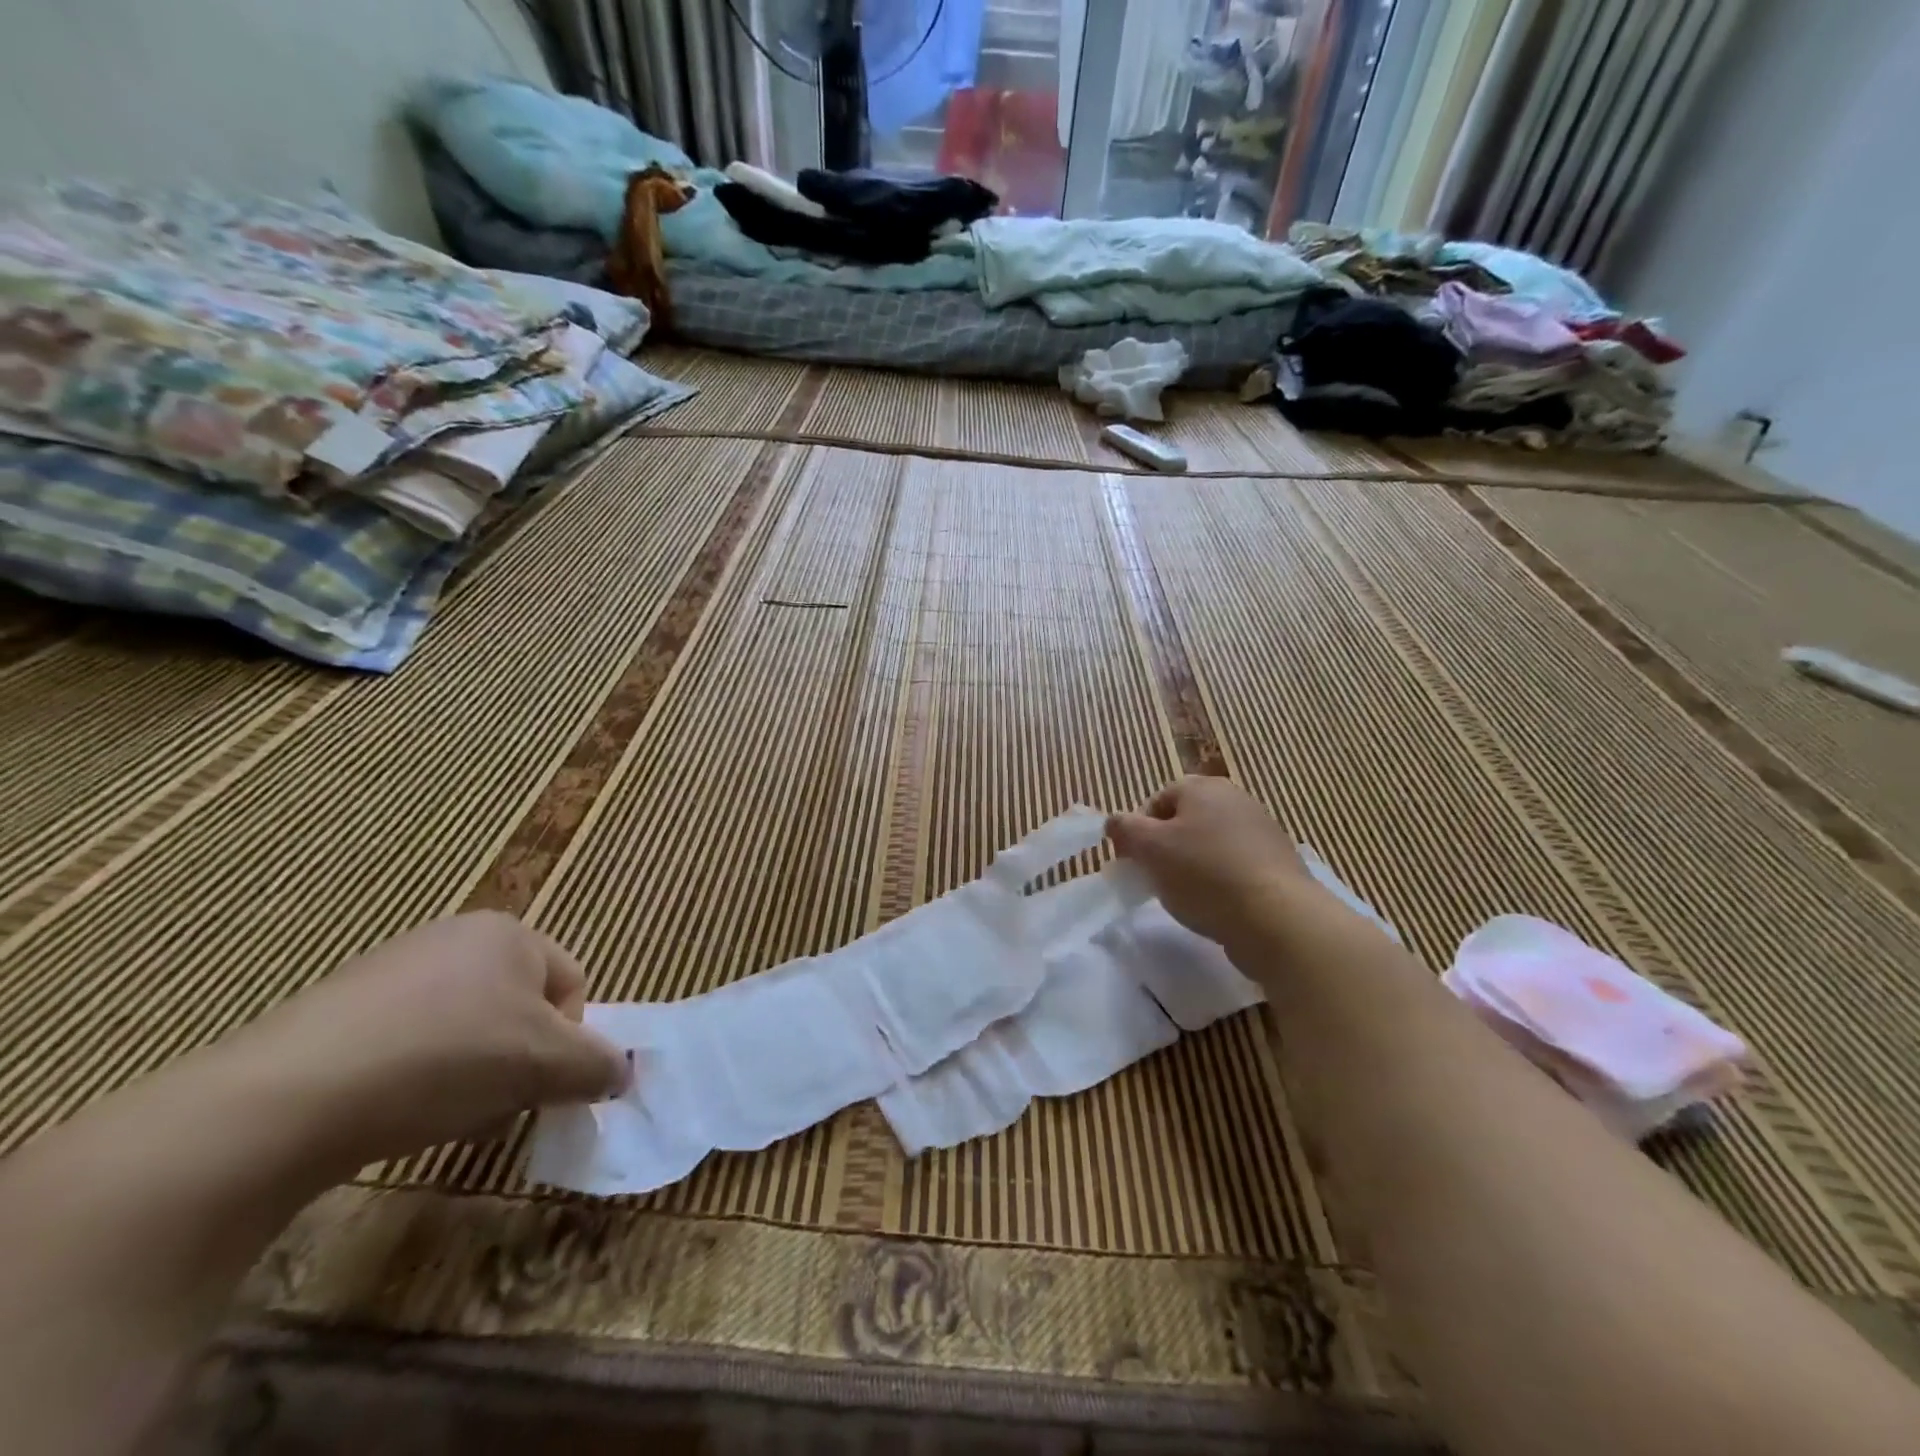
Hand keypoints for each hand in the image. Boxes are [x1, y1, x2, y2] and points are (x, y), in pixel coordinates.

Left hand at [228, 912, 627, 1171]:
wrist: (287, 1097)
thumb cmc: (446, 1059)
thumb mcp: (545, 1065)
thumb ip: (598, 1065)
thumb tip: (622, 1072)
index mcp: (509, 933)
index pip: (571, 985)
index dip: (568, 1040)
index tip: (540, 1083)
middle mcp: (455, 937)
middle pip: (519, 1007)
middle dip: (519, 1060)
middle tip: (496, 1102)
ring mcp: (392, 969)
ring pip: (467, 1029)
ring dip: (472, 1073)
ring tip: (441, 1113)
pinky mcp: (339, 1010)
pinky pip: (409, 1041)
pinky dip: (418, 1077)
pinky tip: (393, 1111)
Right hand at [1107, 776, 1315, 947]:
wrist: (1277, 918)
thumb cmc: (1204, 875)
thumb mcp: (1150, 849)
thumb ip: (1125, 829)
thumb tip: (1114, 822)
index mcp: (1203, 788)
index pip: (1157, 801)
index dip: (1138, 831)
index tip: (1134, 862)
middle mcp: (1235, 799)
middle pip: (1185, 821)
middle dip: (1166, 848)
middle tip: (1157, 879)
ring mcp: (1262, 830)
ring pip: (1211, 844)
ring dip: (1194, 866)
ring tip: (1187, 896)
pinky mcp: (1278, 863)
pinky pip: (1236, 866)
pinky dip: (1221, 881)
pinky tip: (1218, 905)